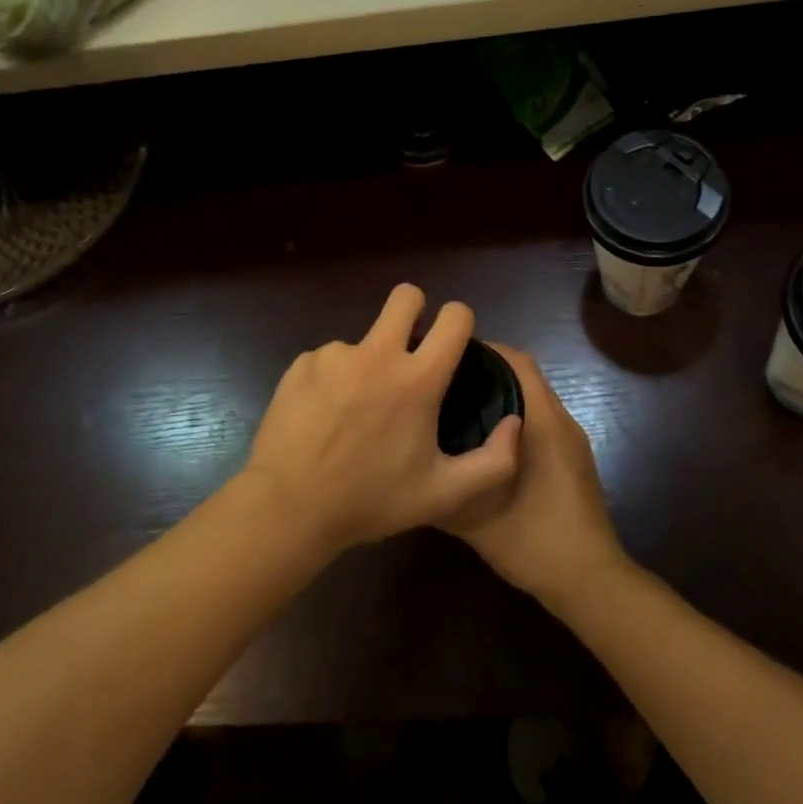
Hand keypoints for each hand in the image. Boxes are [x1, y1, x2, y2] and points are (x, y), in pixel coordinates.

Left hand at [242, 284, 522, 555]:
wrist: (289, 507)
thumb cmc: (371, 500)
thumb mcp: (443, 494)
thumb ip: (494, 462)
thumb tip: (513, 423)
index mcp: (419, 378)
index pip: (455, 316)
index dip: (460, 321)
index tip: (454, 342)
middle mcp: (378, 353)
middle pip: (406, 296)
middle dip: (415, 310)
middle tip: (410, 348)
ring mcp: (335, 355)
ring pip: (364, 337)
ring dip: (369, 360)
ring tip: (356, 410)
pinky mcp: (302, 364)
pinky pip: (328, 358)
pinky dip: (334, 378)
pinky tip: (324, 416)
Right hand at [441, 345, 630, 610]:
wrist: (588, 579)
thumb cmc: (534, 540)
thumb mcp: (475, 516)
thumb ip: (444, 484)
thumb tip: (413, 465)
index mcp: (543, 423)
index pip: (518, 362)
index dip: (486, 350)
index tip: (447, 355)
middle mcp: (561, 422)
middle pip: (525, 376)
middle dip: (488, 372)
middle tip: (444, 381)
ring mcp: (571, 442)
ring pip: (533, 400)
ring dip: (501, 396)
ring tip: (457, 406)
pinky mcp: (572, 460)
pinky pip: (540, 422)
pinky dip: (513, 419)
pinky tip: (483, 443)